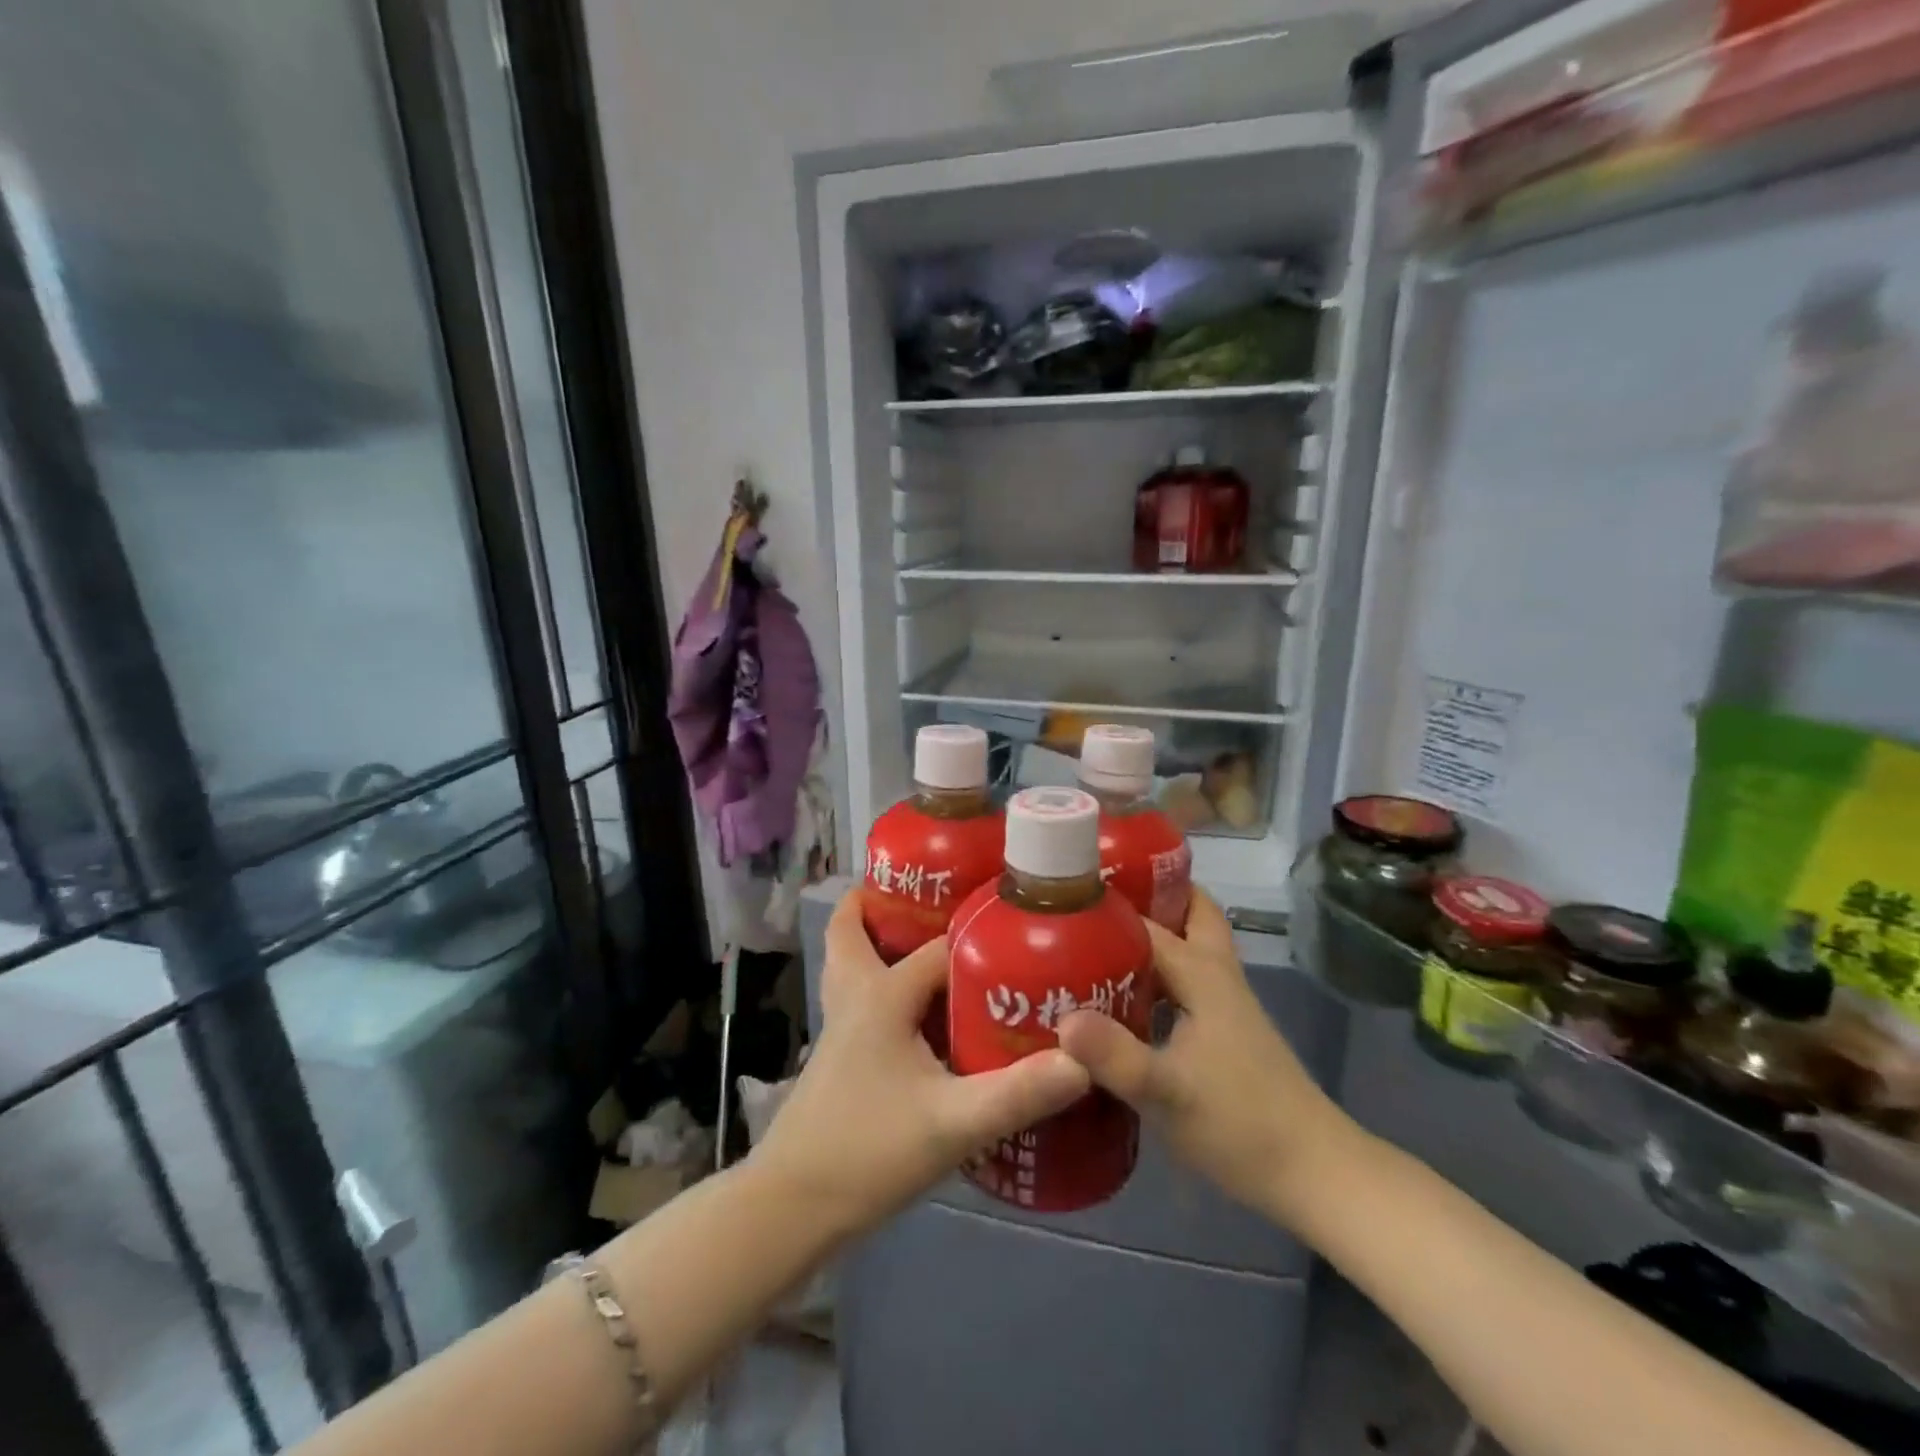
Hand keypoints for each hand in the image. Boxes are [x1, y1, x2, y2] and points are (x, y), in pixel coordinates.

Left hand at [750, 890, 1090, 1241]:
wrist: (791, 1207)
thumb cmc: (867, 1152)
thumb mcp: (952, 1124)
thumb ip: (1018, 1093)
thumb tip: (1084, 1061)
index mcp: (880, 995)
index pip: (938, 948)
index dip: (978, 940)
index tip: (1017, 930)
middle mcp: (855, 997)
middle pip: (854, 931)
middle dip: (885, 906)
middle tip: (937, 898)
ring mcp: (841, 1026)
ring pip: (850, 962)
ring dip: (875, 940)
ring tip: (923, 938)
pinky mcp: (840, 1056)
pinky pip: (860, 997)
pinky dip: (880, 982)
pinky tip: (919, 1014)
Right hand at [1056, 889, 1349, 1224]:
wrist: (1312, 1172)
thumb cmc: (1240, 1124)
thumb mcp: (1166, 1092)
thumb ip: (1113, 1055)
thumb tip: (1060, 1019)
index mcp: (1202, 973)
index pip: (1147, 921)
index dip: (1105, 907)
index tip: (1058, 900)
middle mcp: (1215, 974)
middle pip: (1188, 912)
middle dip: (1149, 896)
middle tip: (1092, 903)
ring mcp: (1223, 1002)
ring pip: (1187, 946)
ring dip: (1151, 933)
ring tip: (1092, 942)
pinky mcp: (1223, 1030)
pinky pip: (1183, 981)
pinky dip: (1155, 973)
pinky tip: (1120, 997)